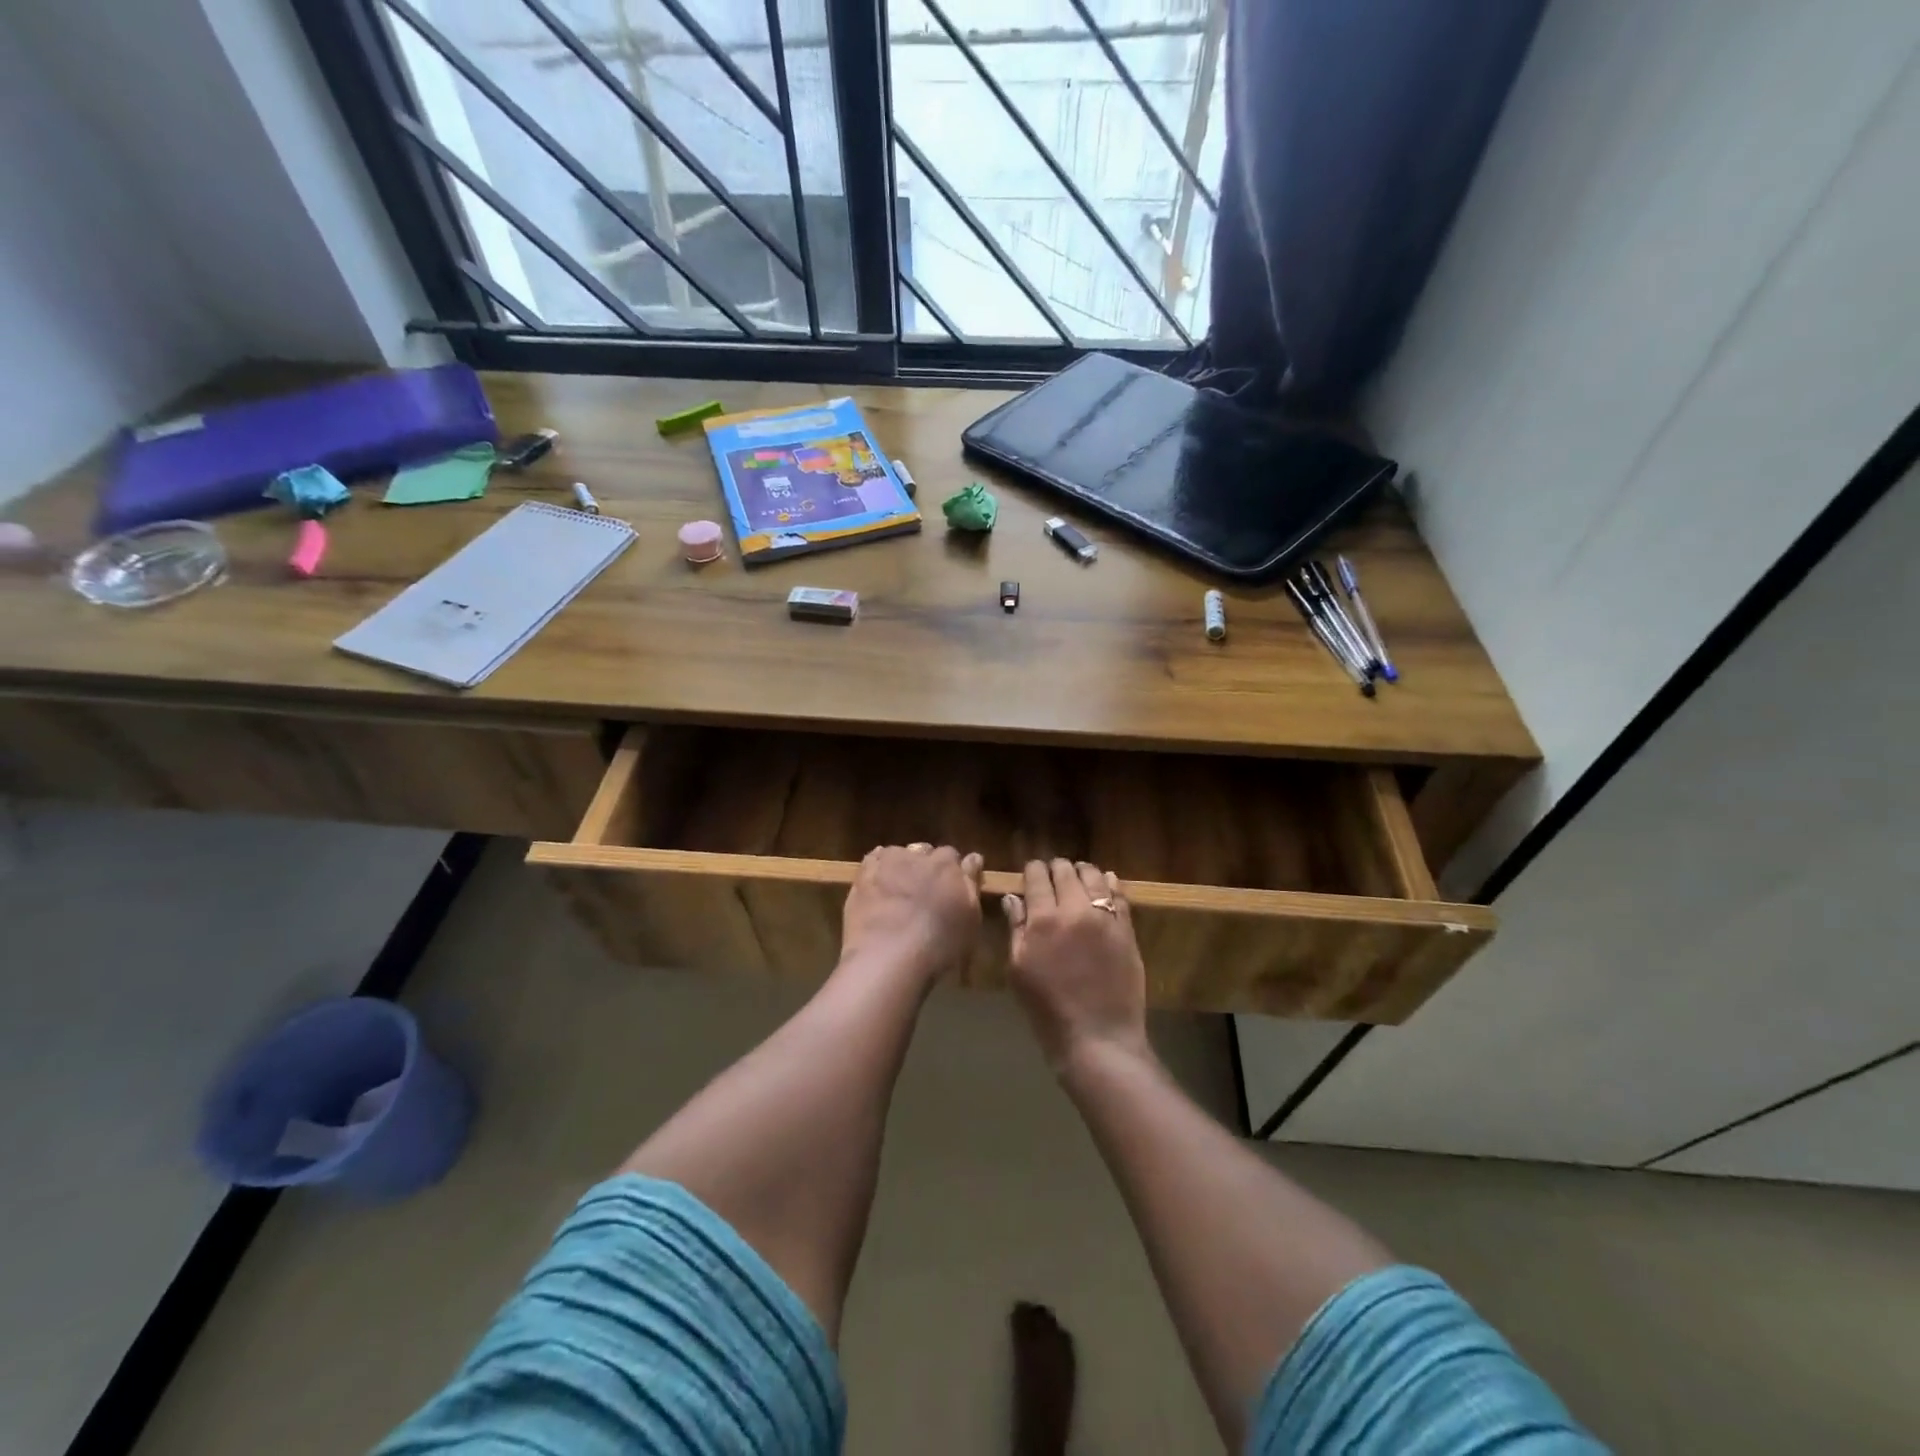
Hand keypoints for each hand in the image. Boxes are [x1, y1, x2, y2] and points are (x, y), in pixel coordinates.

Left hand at [840, 844, 983, 985]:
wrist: (888, 957)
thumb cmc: (939, 945)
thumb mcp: (970, 921)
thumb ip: (971, 884)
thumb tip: (974, 857)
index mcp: (948, 866)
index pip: (953, 856)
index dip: (950, 872)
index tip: (949, 888)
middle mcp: (919, 856)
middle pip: (925, 852)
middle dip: (926, 866)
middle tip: (923, 892)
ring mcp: (888, 863)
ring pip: (898, 854)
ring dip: (900, 866)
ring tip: (898, 890)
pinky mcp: (863, 874)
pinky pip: (873, 861)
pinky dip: (877, 868)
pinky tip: (877, 885)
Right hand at [1003, 859, 1149, 1071]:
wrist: (1098, 1038)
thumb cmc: (1048, 1010)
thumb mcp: (1019, 971)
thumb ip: (1016, 929)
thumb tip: (1013, 898)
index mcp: (1043, 920)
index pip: (1037, 877)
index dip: (1032, 870)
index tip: (1030, 872)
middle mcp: (1075, 910)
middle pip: (1065, 872)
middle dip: (1056, 868)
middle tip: (1052, 874)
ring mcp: (1105, 918)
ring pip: (1094, 877)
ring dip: (1082, 872)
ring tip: (1078, 874)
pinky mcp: (1127, 930)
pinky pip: (1119, 896)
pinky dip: (1110, 884)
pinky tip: (1105, 882)